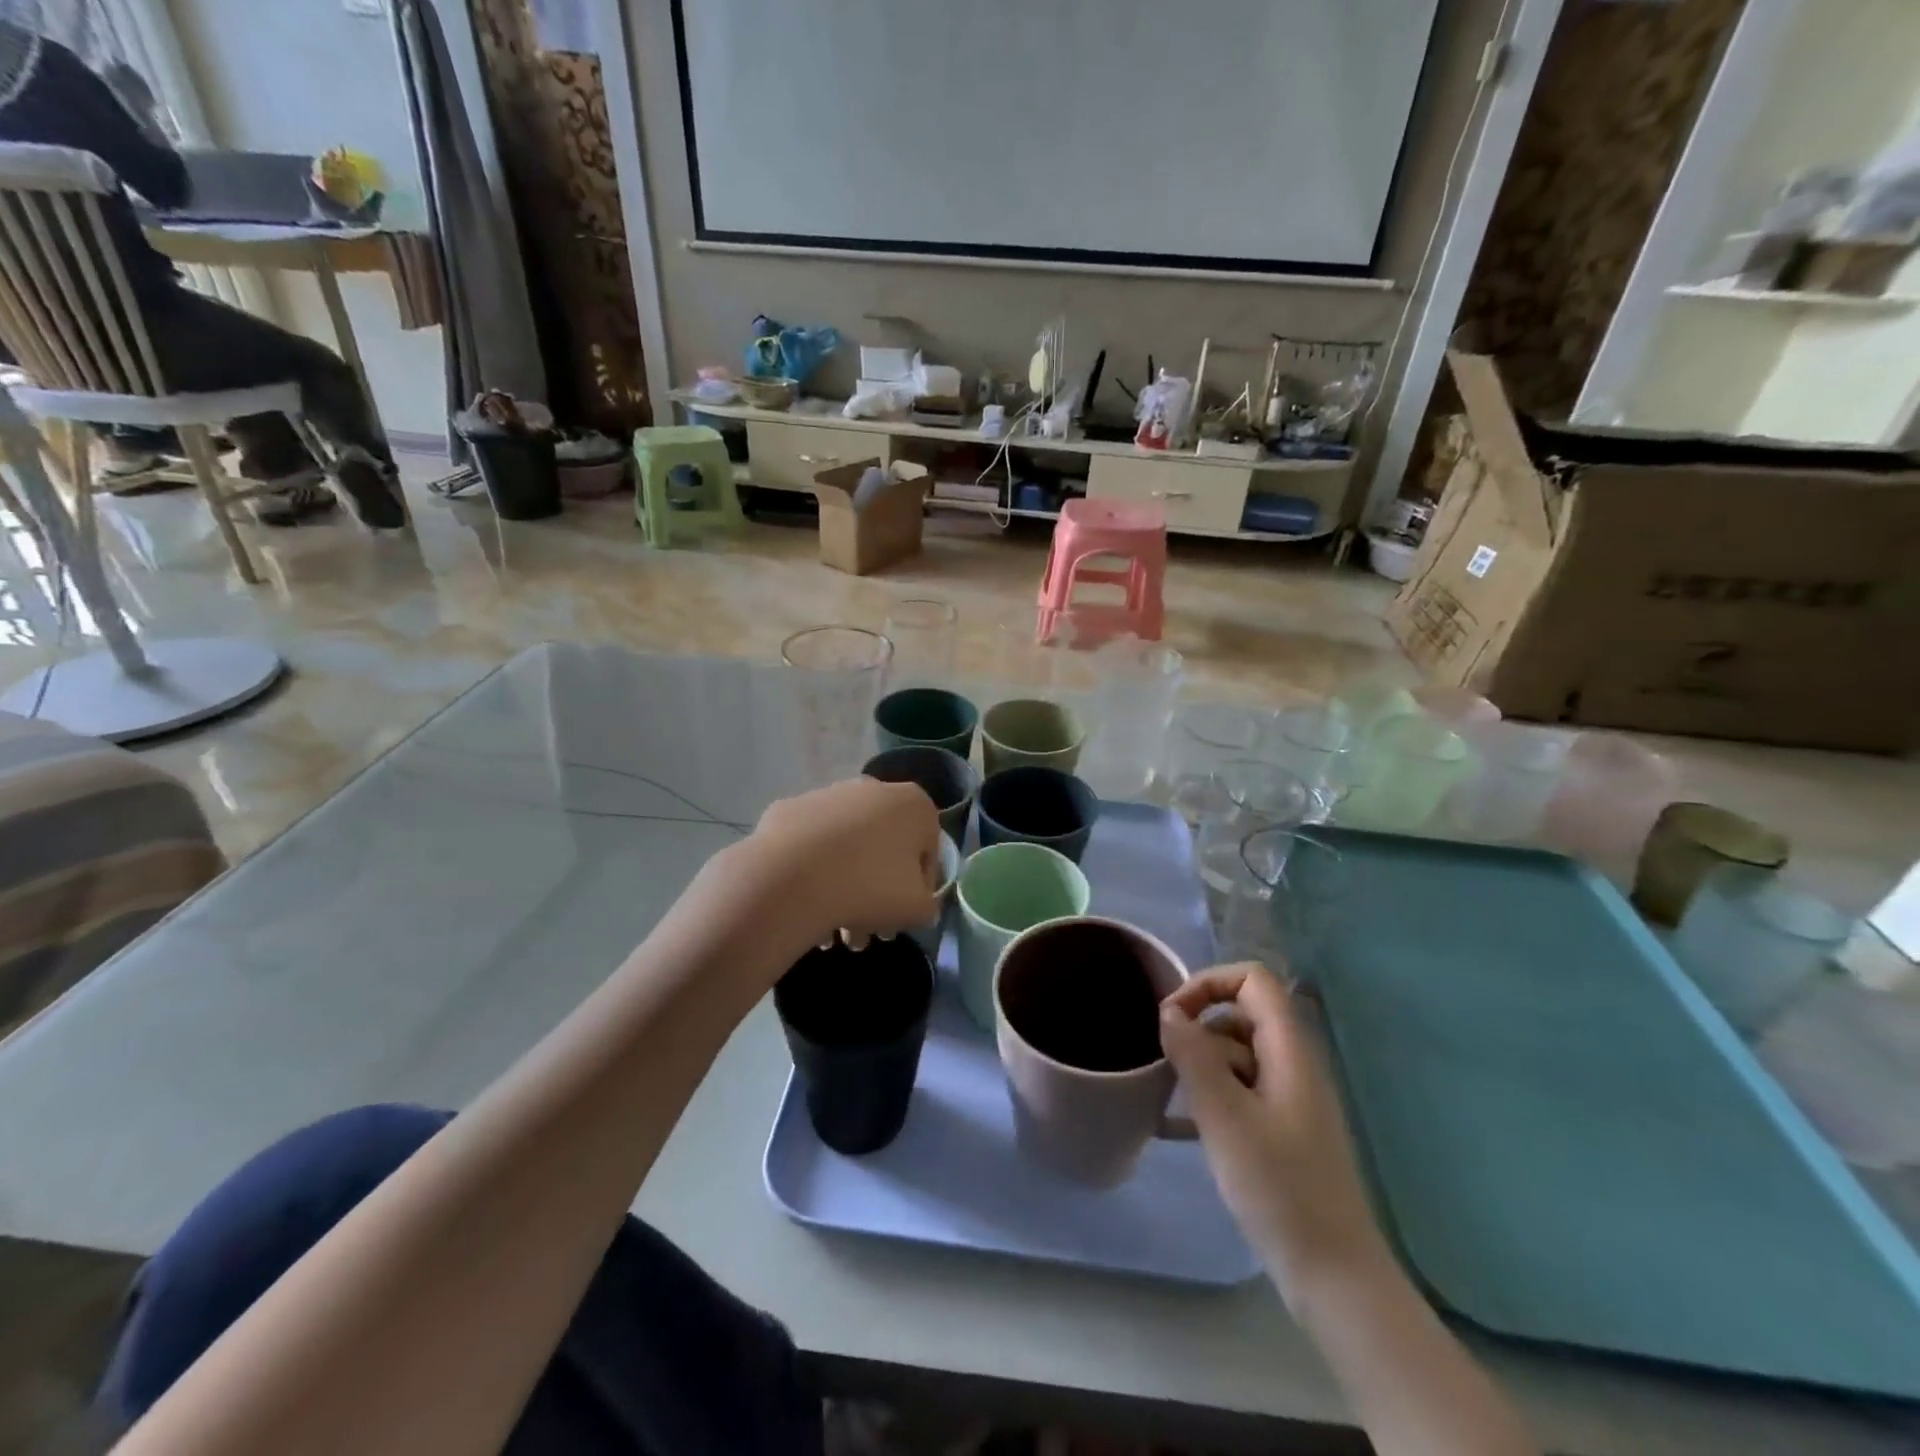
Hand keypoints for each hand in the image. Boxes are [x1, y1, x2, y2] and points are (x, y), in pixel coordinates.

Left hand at [745, 777, 941, 949]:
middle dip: (877, 892)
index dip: (919, 889)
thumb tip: (916, 903)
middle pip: (883, 848)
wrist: (792, 877)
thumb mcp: (917, 909)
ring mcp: (827, 795)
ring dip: (845, 888)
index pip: (927, 851)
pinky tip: (806, 906)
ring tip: (832, 934)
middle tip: (865, 933)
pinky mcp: (789, 809)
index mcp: (913, 804)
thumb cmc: (870, 887)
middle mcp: (873, 788)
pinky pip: (811, 845)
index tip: (903, 917)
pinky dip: (812, 871)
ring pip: (846, 848)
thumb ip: (928, 904)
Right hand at [1161, 964, 1388, 1298]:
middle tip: (1167, 1065)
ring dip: (1201, 1066)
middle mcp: (1294, 1064)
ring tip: (1171, 1100)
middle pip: (1241, 1014)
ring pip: (1237, 1054)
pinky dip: (1211, 1096)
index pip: (1252, 980)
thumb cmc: (1279, 1189)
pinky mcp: (1283, 1130)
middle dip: (1198, 1029)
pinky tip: (1180, 1127)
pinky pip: (1241, 1090)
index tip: (1172, 1018)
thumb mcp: (1225, 1117)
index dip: (1209, 984)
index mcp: (1290, 1051)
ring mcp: (1290, 1098)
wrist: (1334, 1277)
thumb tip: (1170, 1011)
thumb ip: (1194, 1055)